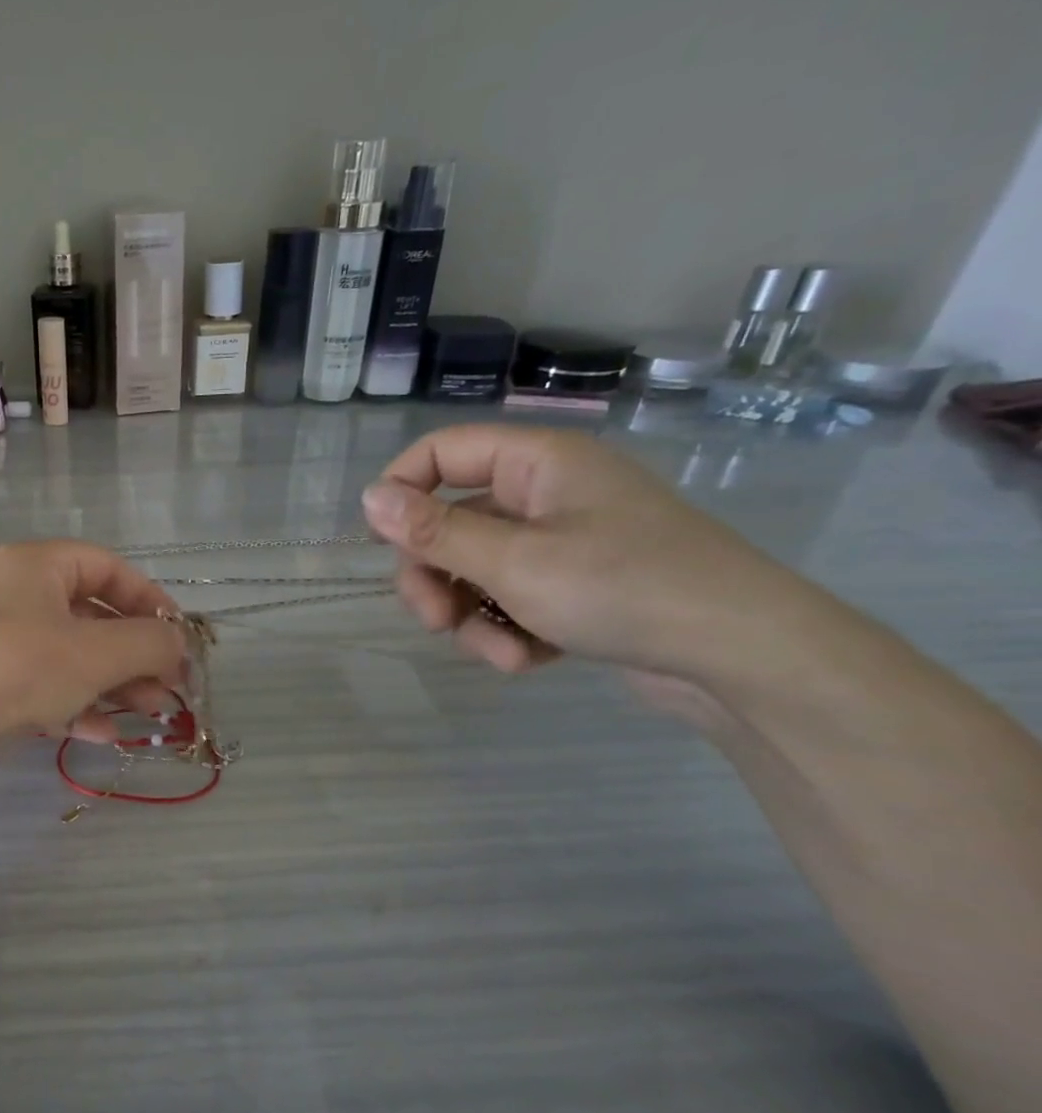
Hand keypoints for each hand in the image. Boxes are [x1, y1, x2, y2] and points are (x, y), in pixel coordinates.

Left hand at [0, 540, 186, 764]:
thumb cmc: (13, 670)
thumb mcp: (94, 652)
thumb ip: (148, 643)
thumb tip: (179, 643)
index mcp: (35, 566)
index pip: (106, 567)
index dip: (149, 598)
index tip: (180, 638)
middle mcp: (14, 597)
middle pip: (92, 616)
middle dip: (136, 653)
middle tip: (171, 689)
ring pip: (71, 657)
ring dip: (115, 684)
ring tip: (151, 715)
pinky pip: (45, 689)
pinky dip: (78, 707)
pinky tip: (105, 734)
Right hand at [361, 424, 812, 683]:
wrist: (743, 658)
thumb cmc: (625, 589)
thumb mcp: (515, 563)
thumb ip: (435, 532)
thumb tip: (368, 498)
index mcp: (537, 463)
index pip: (441, 453)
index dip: (401, 490)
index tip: (381, 544)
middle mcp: (545, 494)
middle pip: (450, 523)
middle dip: (435, 578)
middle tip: (434, 621)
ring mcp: (561, 543)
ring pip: (475, 571)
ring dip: (472, 618)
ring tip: (501, 654)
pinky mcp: (573, 588)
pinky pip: (510, 600)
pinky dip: (507, 631)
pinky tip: (529, 660)